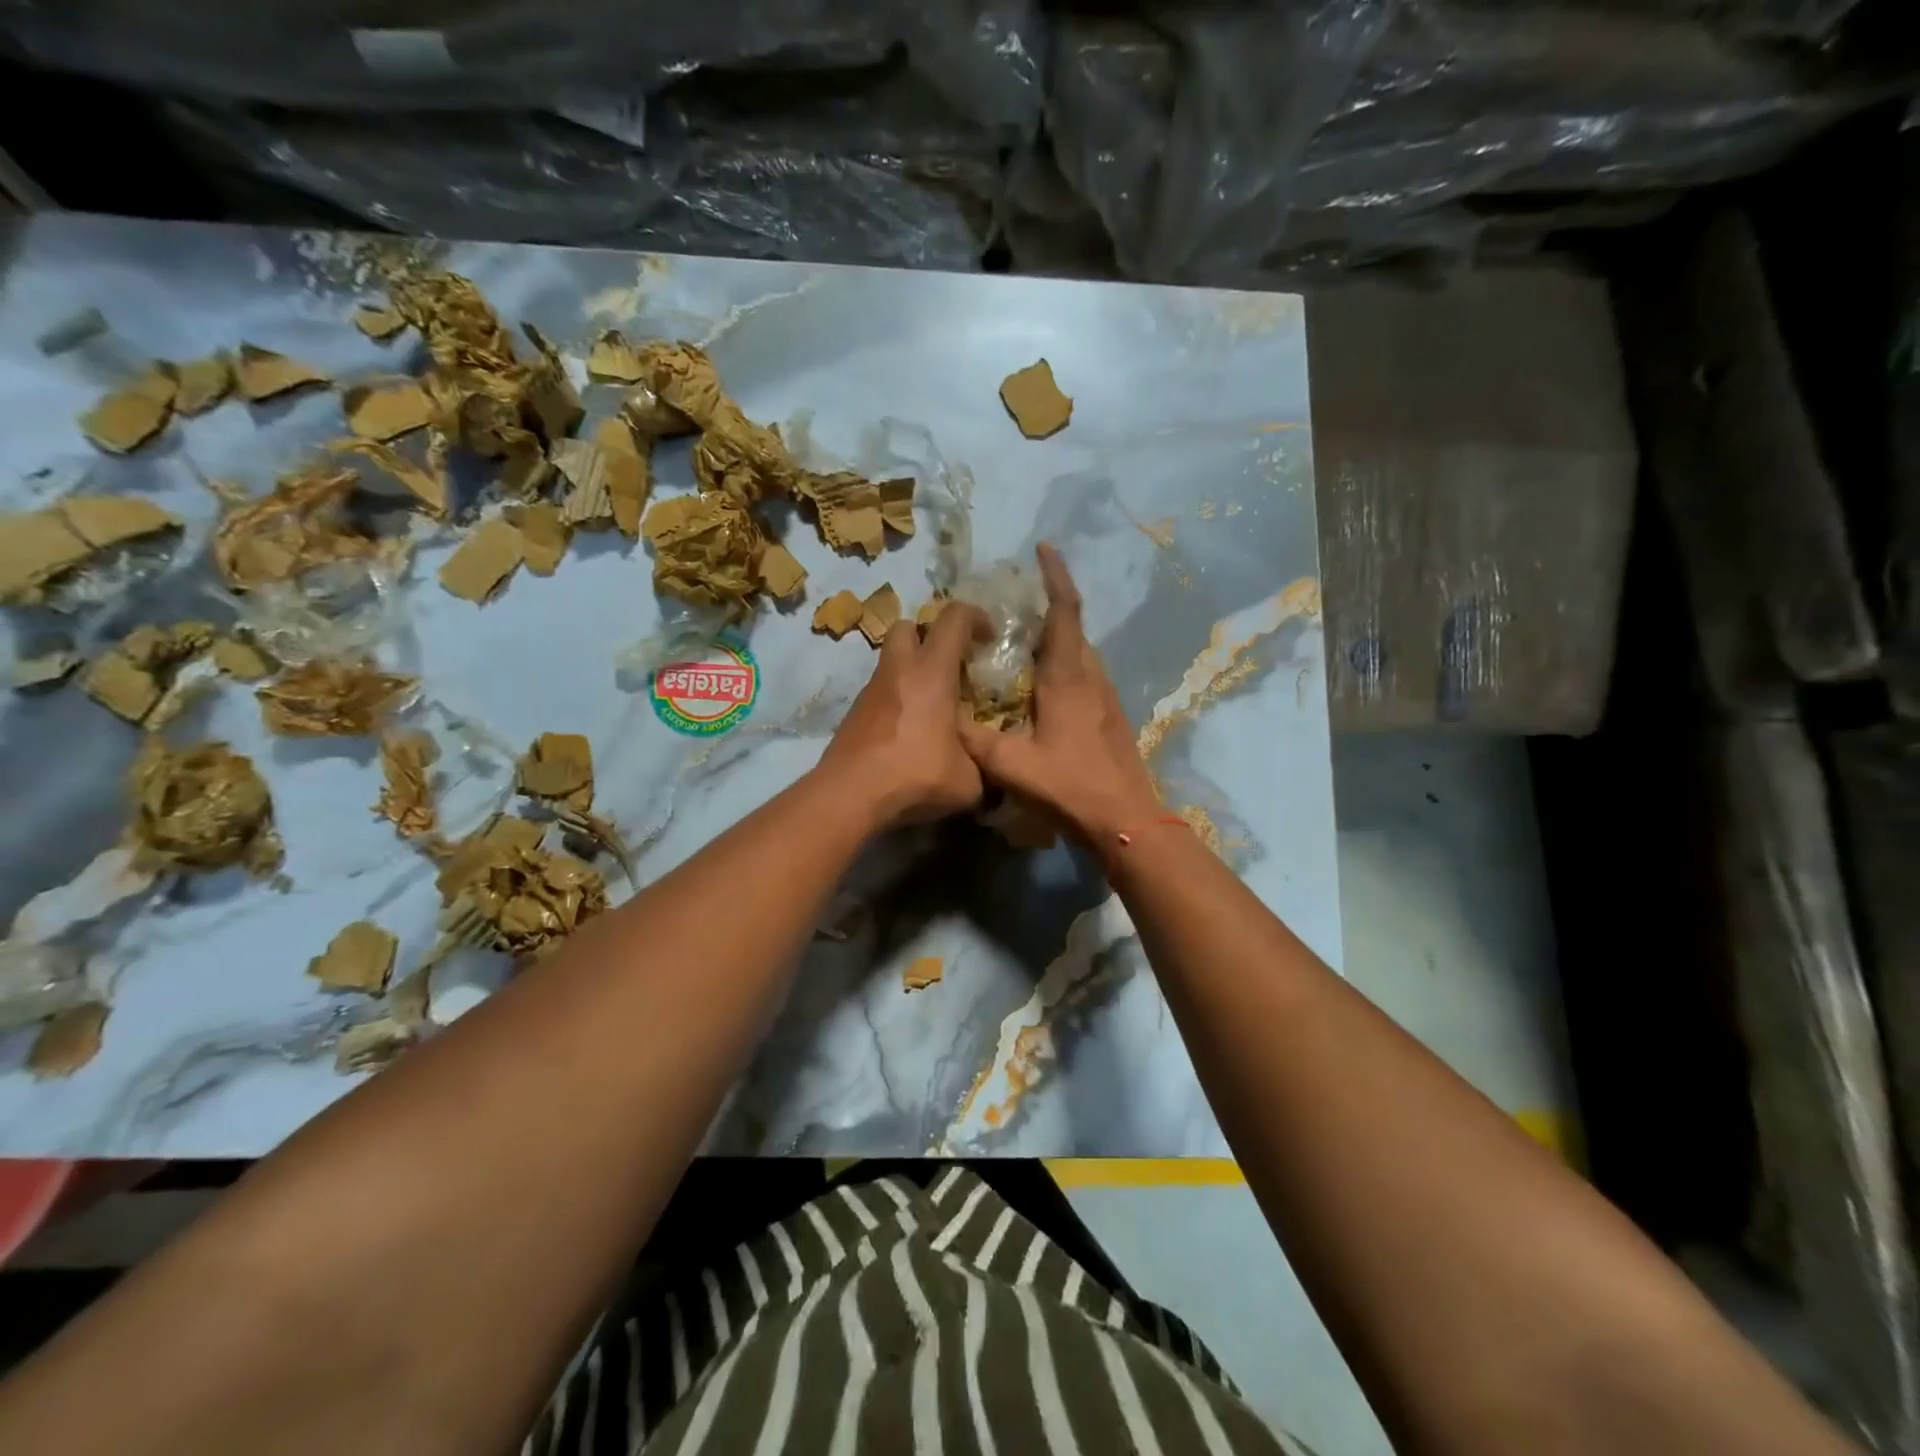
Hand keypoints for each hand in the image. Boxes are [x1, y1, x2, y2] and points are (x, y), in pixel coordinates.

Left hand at [816, 602, 987, 827]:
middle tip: (949, 663)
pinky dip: (896, 697)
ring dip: (911, 669)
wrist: (850, 795)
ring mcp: (871, 690)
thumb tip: (987, 765)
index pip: (953, 619)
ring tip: (930, 702)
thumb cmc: (915, 776)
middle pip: (907, 625)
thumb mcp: (968, 780)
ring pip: (890, 659)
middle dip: (929, 635)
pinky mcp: (854, 713)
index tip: (989, 635)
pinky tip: (908, 729)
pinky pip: (880, 691)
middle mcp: (898, 671)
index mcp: (932, 673)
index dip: (975, 616)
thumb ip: (982, 764)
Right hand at [960, 543, 1162, 845]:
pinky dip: (1064, 667)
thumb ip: (973, 738)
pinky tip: (1043, 690)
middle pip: (1072, 628)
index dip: (1055, 575)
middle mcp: (1091, 677)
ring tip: (1022, 646)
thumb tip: (945, 716)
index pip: (1064, 611)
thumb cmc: (1069, 786)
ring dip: (1056, 640)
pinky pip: (1085, 676)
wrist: (1126, 821)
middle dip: (1048, 608)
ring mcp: (1106, 697)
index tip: (1043, 548)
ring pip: (1081, 654)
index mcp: (1067, 677)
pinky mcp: (1111, 717)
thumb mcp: (1009, 764)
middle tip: (1013, 608)